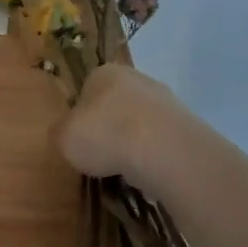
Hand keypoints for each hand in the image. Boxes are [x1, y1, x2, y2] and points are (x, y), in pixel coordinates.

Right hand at [54, 63, 183, 188]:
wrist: (163, 149)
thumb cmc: (104, 135)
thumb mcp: (63, 138)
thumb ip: (61, 133)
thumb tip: (66, 134)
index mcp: (103, 73)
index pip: (86, 90)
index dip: (81, 117)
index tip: (80, 140)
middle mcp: (136, 77)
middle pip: (116, 105)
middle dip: (109, 129)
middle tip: (101, 156)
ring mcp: (165, 99)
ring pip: (140, 123)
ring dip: (133, 143)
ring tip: (125, 170)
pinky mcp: (186, 123)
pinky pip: (160, 140)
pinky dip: (153, 155)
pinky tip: (147, 173)